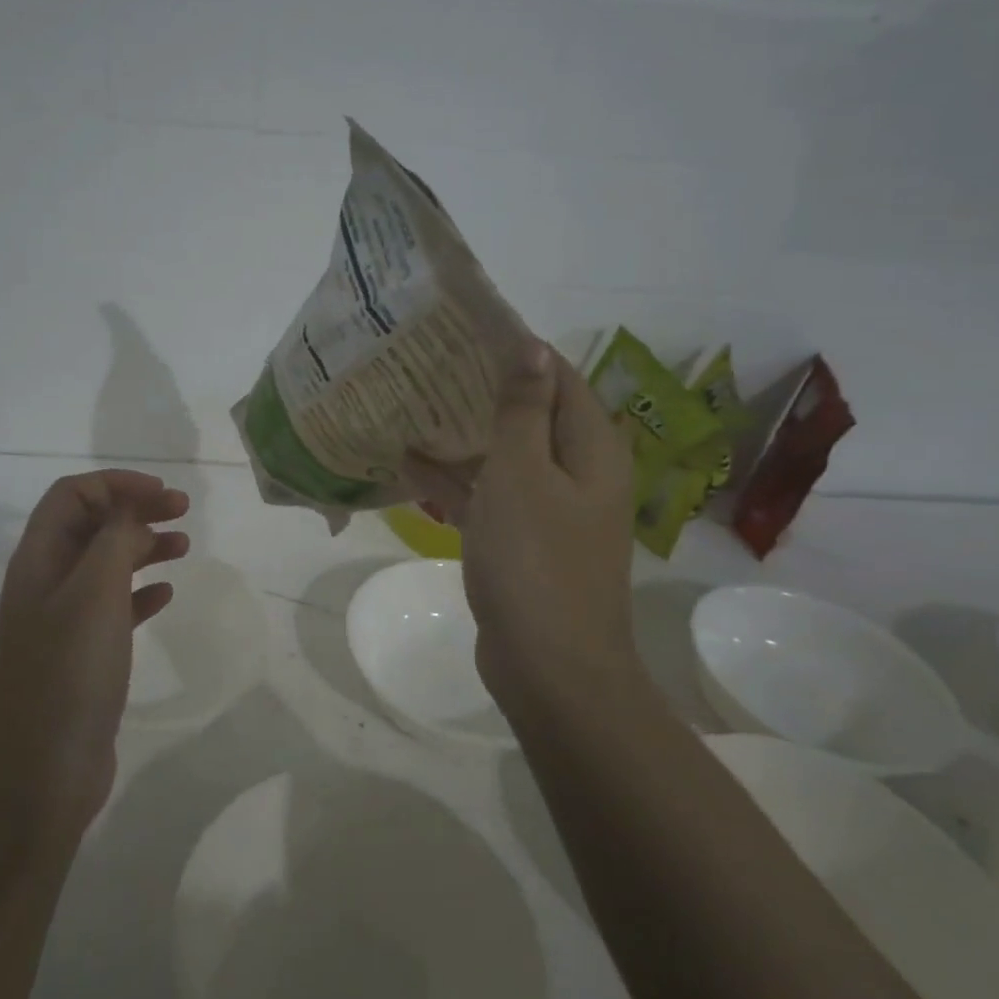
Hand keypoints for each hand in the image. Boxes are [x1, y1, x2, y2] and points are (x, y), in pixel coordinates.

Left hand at [0, 470, 189, 828]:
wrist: (44, 768)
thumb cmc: (70, 670)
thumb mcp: (95, 592)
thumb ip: (115, 539)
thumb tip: (131, 509)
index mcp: (38, 559)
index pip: (72, 495)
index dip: (116, 484)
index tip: (163, 493)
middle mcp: (45, 582)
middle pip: (91, 525)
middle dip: (135, 510)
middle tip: (183, 512)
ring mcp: (63, 620)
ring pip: (105, 564)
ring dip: (143, 547)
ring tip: (183, 547)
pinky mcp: (83, 653)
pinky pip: (114, 606)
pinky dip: (140, 592)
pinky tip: (165, 596)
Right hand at [404, 341, 636, 709]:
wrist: (549, 666)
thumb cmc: (536, 560)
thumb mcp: (522, 474)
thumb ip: (523, 410)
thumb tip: (533, 348)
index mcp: (590, 450)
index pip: (560, 379)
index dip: (519, 352)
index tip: (466, 332)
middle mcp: (577, 474)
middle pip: (531, 417)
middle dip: (483, 392)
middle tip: (428, 366)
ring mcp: (549, 513)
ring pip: (505, 459)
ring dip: (463, 437)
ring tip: (410, 406)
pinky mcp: (522, 545)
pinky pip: (489, 499)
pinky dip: (456, 483)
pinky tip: (408, 466)